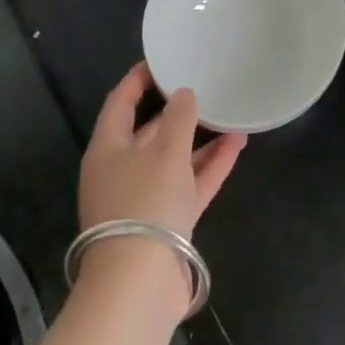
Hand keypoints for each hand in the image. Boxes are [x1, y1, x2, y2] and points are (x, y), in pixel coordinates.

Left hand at [79, 62, 245, 237]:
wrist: (140, 284)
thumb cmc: (145, 203)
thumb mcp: (166, 152)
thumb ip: (179, 118)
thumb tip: (184, 94)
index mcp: (107, 150)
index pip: (119, 104)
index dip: (137, 80)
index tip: (160, 60)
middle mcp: (122, 172)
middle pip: (148, 133)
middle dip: (175, 112)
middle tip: (203, 86)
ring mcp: (144, 199)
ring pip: (174, 159)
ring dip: (200, 139)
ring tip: (230, 114)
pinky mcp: (166, 222)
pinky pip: (190, 184)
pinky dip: (210, 165)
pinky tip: (236, 144)